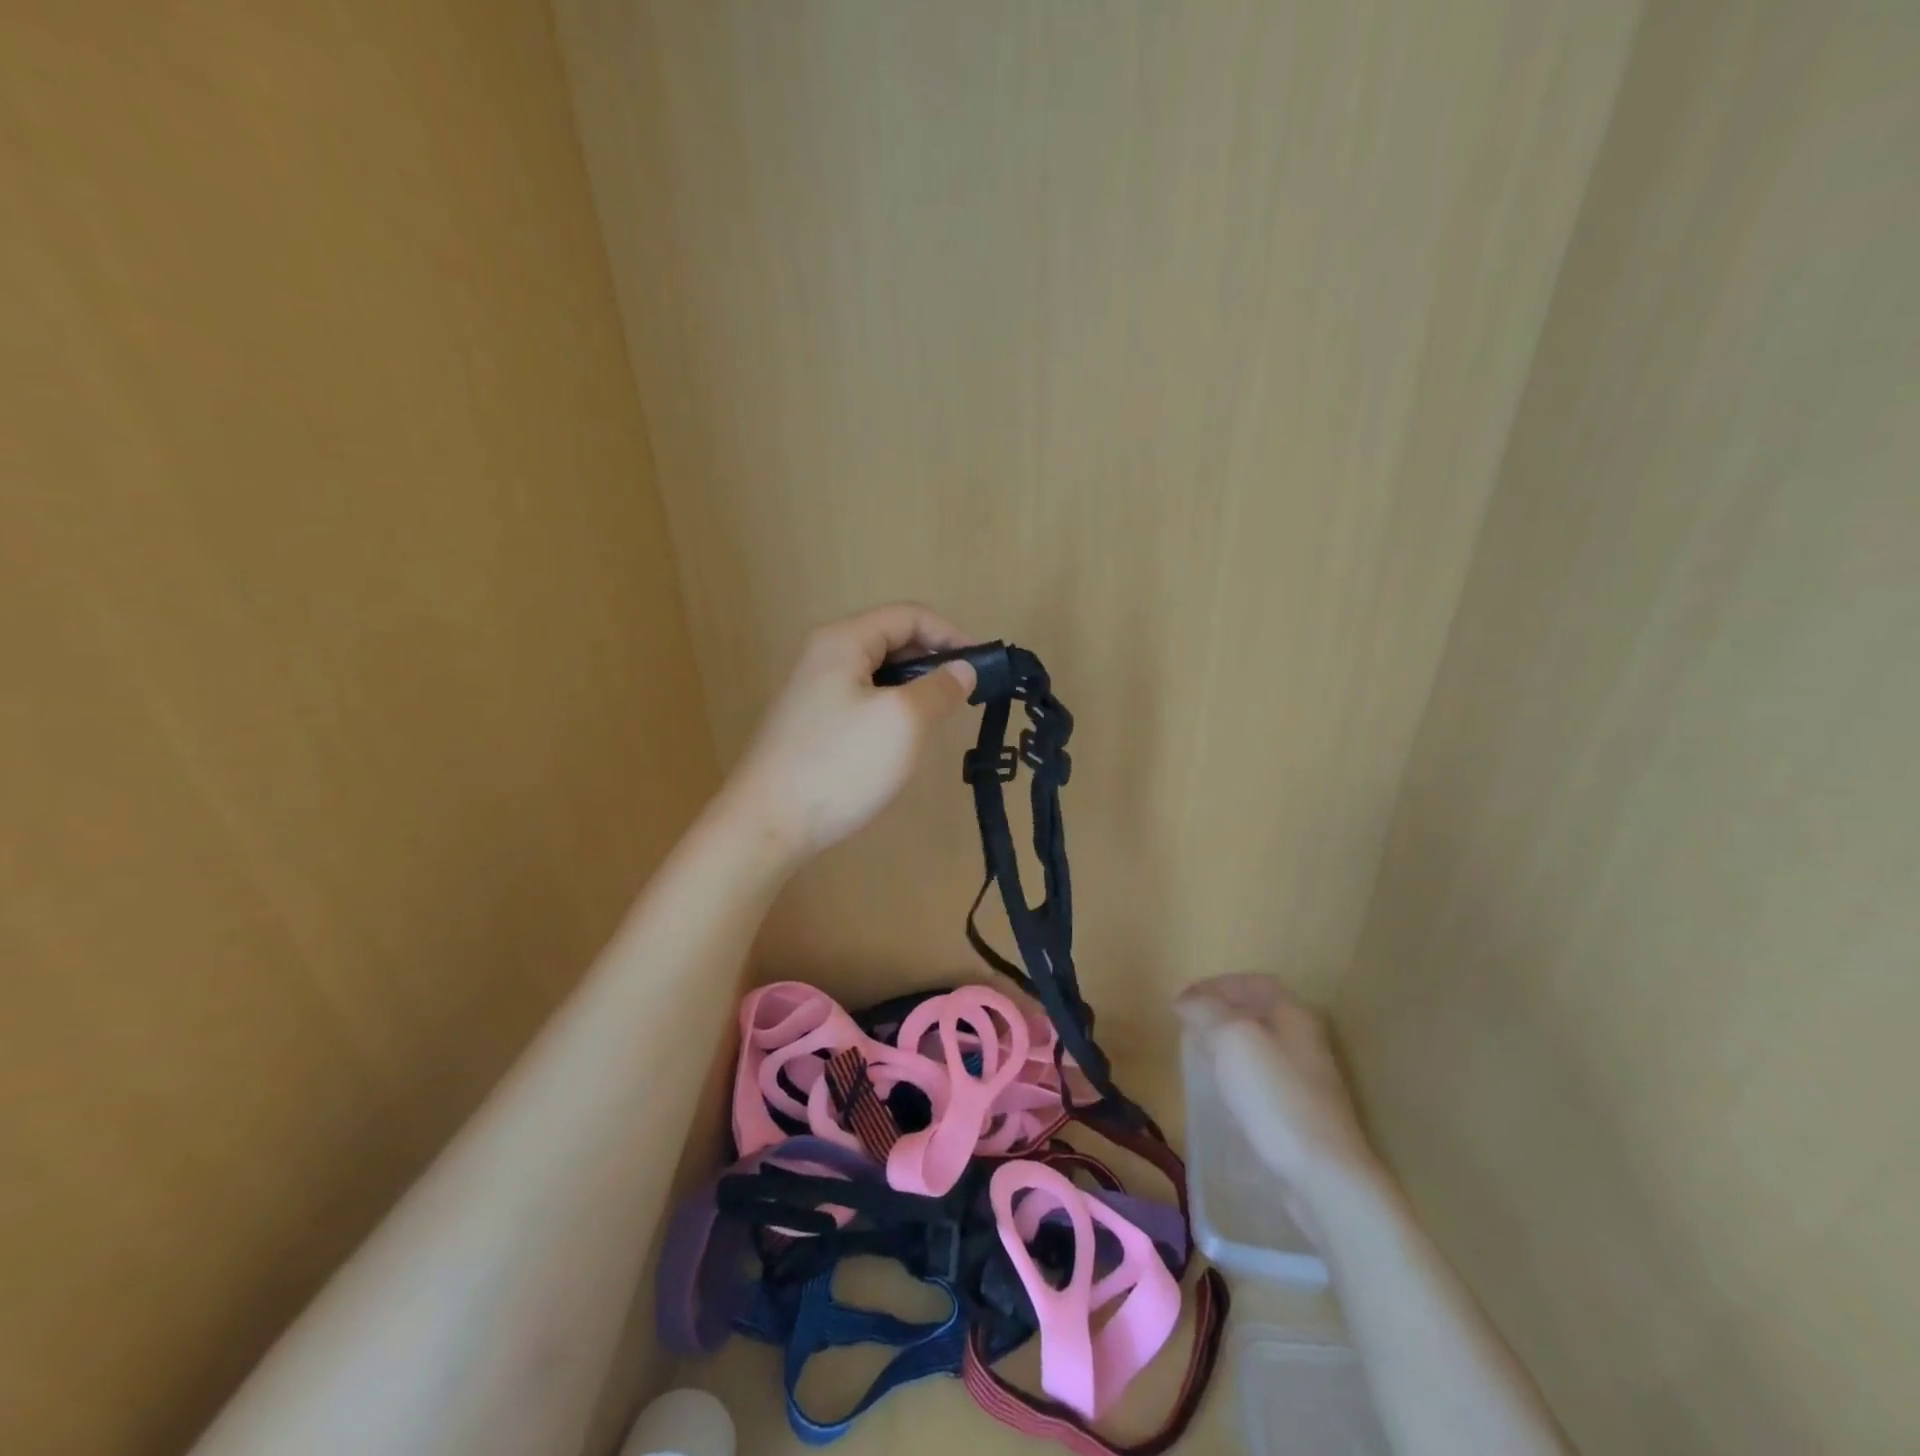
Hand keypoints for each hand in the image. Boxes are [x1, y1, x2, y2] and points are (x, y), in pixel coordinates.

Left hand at [719, 602, 978, 868]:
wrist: (768, 824)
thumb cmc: (840, 764)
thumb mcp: (902, 721)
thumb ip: (939, 688)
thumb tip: (964, 669)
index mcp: (843, 640)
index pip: (908, 615)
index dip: (950, 634)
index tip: (982, 667)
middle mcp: (824, 655)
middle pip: (891, 640)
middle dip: (933, 660)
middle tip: (964, 695)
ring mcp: (813, 691)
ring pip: (878, 673)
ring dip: (914, 687)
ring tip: (939, 718)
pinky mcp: (811, 723)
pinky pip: (862, 700)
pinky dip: (891, 708)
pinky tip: (902, 739)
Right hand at [1176, 973, 1375, 1192]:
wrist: (1324, 1176)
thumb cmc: (1275, 1096)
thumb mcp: (1230, 1038)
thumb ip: (1205, 1010)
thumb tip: (1185, 1000)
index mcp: (1292, 1014)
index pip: (1251, 982)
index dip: (1214, 985)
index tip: (1181, 999)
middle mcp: (1304, 1040)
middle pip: (1257, 1012)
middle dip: (1219, 1013)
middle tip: (1186, 1025)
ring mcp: (1306, 1080)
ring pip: (1259, 1047)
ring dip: (1227, 1044)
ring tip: (1199, 1055)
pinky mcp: (1302, 1114)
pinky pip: (1263, 1080)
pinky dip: (1238, 1075)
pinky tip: (1223, 1093)